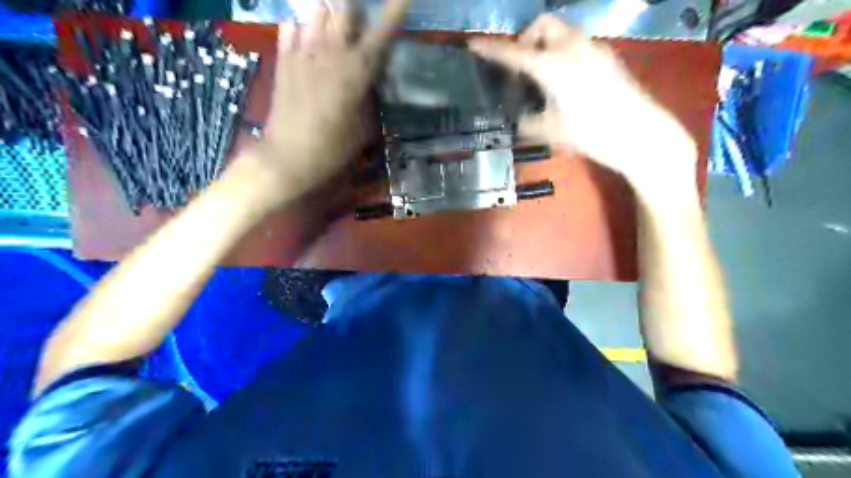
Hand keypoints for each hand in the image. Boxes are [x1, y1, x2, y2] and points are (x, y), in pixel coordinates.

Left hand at [236, 0, 410, 203]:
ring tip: (332, 22)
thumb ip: (369, 100)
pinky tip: (304, 34)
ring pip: (316, 12)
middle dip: (353, 8)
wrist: (288, 156)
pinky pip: (290, 28)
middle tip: (356, 18)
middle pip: (343, 11)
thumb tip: (371, 84)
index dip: (394, 14)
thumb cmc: (332, 149)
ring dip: (327, 13)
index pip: (380, 36)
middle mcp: (330, 55)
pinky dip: (300, 26)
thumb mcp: (362, 130)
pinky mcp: (283, 61)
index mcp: (356, 74)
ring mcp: (303, 54)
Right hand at [471, 14, 697, 193]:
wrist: (641, 135)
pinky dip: (564, 53)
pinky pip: (579, 44)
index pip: (514, 54)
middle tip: (521, 65)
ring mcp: (595, 49)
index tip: (473, 45)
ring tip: (542, 76)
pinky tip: (566, 81)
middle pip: (543, 24)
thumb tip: (520, 119)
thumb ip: (529, 122)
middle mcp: (574, 48)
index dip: (491, 49)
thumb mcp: (552, 132)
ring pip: (563, 32)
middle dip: (527, 38)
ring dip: (546, 45)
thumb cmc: (593, 134)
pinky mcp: (609, 57)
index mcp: (554, 66)